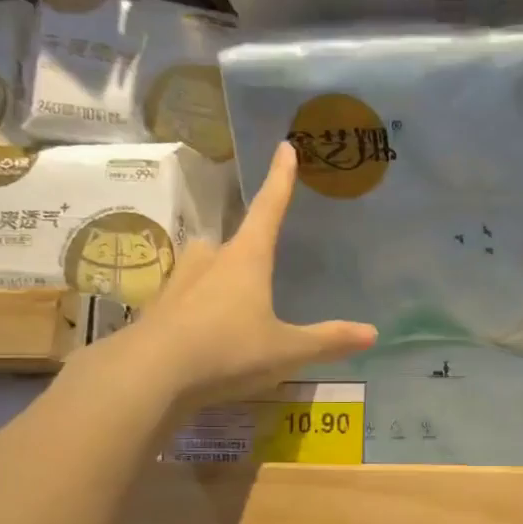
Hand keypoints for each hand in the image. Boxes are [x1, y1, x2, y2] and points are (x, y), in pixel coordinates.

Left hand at [109, 141, 375, 407]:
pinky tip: (202, 333)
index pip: (269, 210)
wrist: (149, 375)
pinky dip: (196, 309)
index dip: (280, 180)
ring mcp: (178, 285)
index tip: (285, 148)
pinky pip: (184, 300)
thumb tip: (373, 332)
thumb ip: (328, 341)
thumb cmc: (227, 350)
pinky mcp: (157, 312)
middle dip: (245, 247)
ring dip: (216, 276)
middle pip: (230, 242)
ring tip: (231, 300)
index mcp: (246, 260)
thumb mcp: (286, 350)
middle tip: (258, 262)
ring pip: (202, 267)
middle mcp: (210, 262)